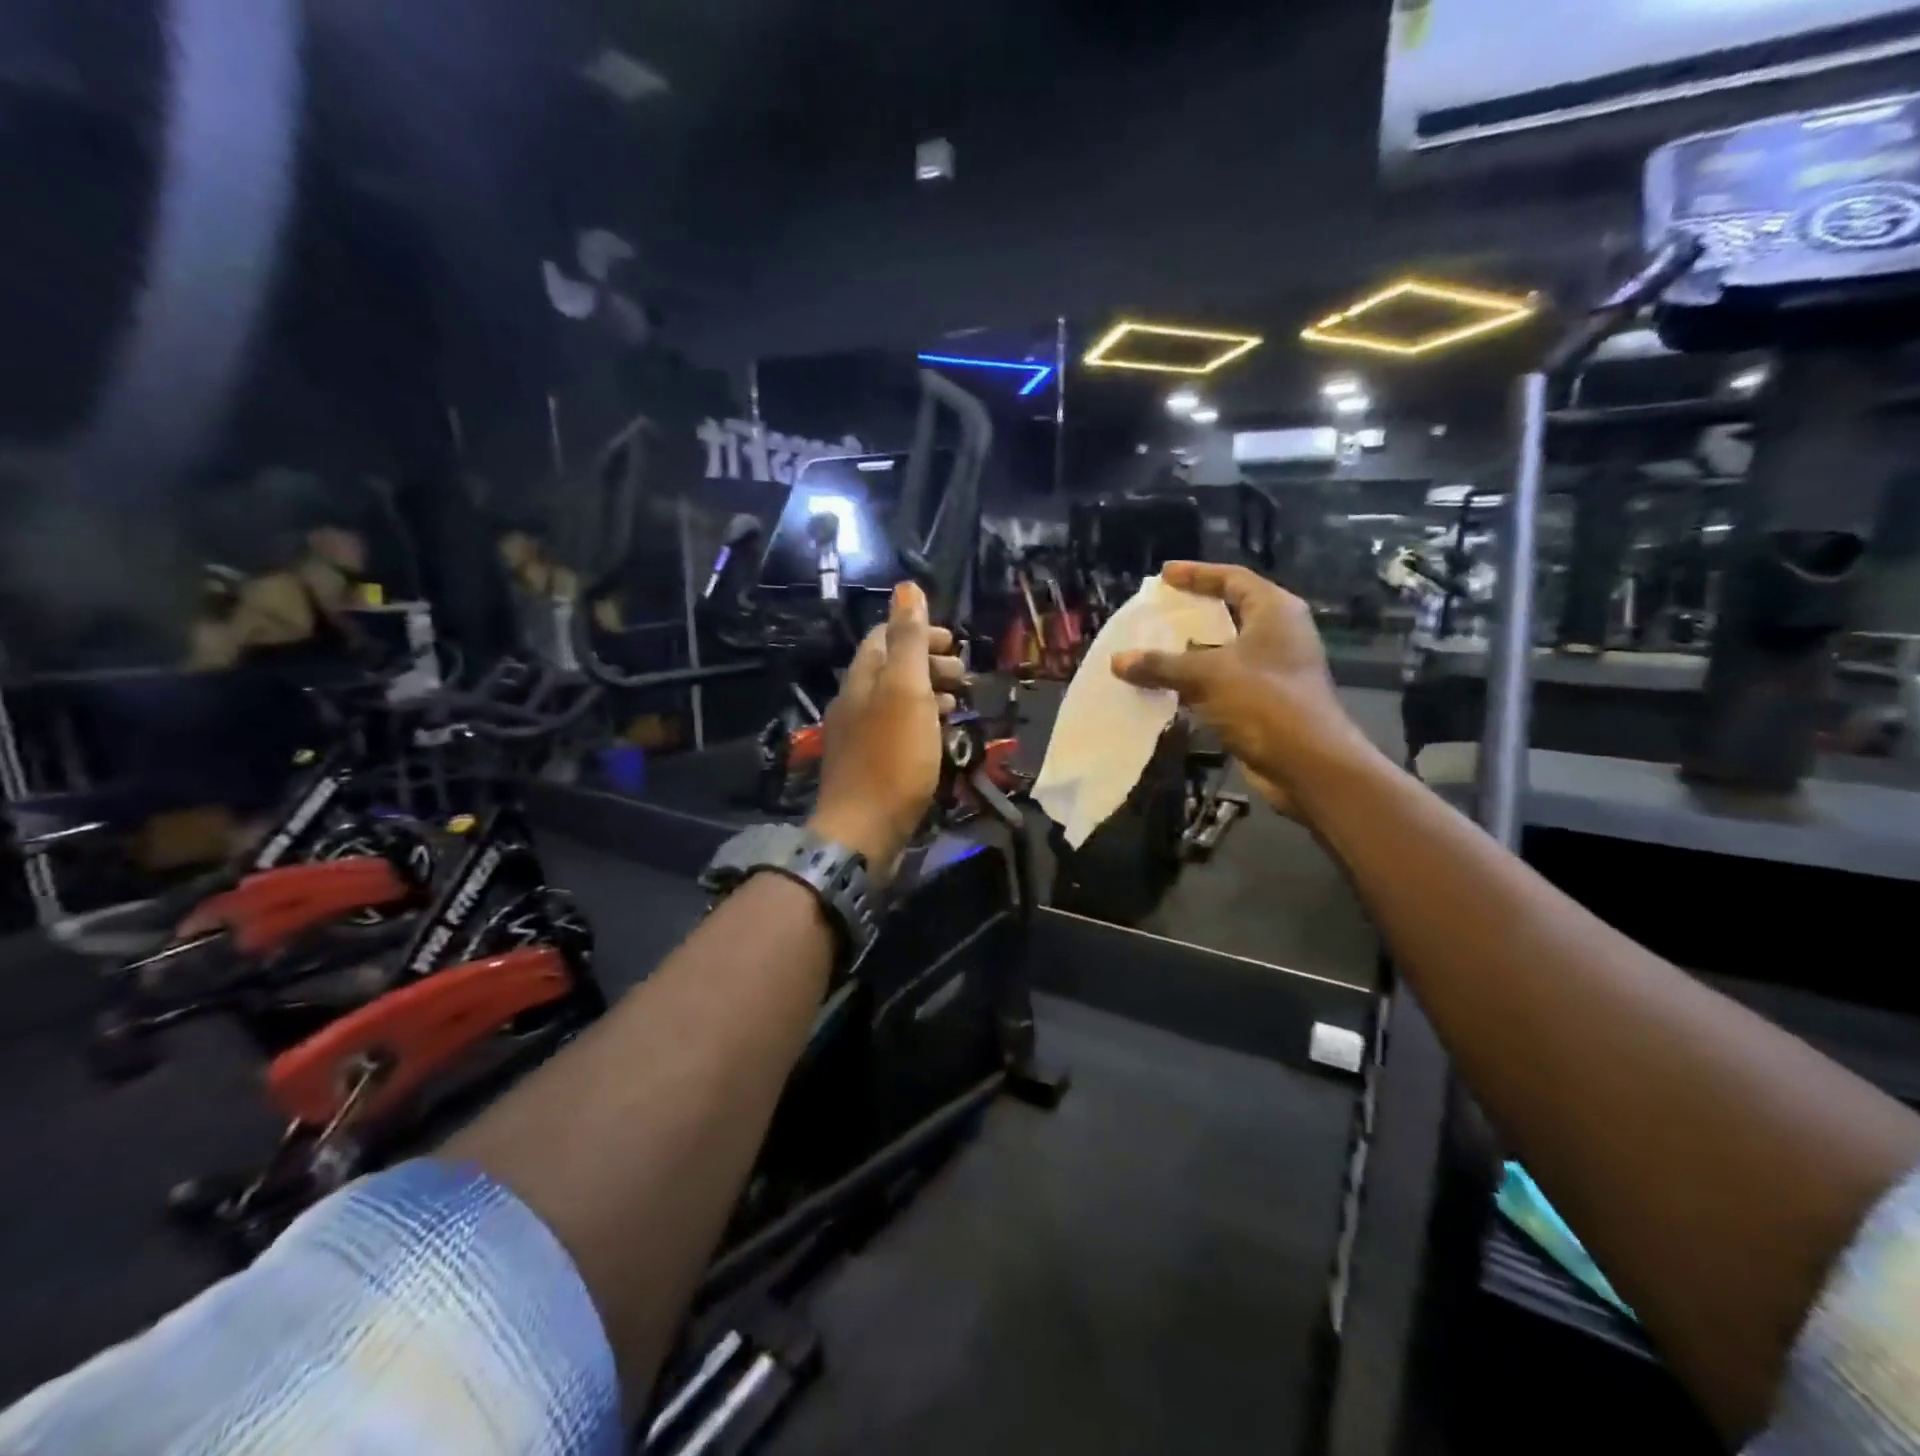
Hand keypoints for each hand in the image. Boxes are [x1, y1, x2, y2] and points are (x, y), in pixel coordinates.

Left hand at [809, 582, 965, 873]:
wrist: (863, 831)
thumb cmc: (892, 757)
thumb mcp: (905, 690)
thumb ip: (908, 640)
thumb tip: (907, 587)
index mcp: (861, 679)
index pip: (884, 638)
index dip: (918, 633)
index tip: (953, 643)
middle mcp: (854, 703)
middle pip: (891, 669)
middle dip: (928, 663)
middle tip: (963, 675)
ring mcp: (858, 737)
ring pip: (896, 701)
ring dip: (928, 694)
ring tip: (958, 703)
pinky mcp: (869, 766)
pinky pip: (897, 731)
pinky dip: (921, 723)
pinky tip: (940, 738)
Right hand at [1111, 562, 1378, 817]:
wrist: (1306, 764)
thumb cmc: (1264, 702)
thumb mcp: (1207, 675)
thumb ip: (1161, 665)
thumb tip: (1118, 661)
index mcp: (1274, 611)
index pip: (1232, 578)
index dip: (1197, 574)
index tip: (1164, 574)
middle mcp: (1278, 634)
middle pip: (1230, 611)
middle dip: (1193, 612)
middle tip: (1157, 610)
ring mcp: (1273, 669)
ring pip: (1224, 650)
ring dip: (1190, 651)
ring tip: (1153, 647)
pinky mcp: (1264, 700)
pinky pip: (1222, 680)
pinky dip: (1196, 680)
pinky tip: (1166, 686)